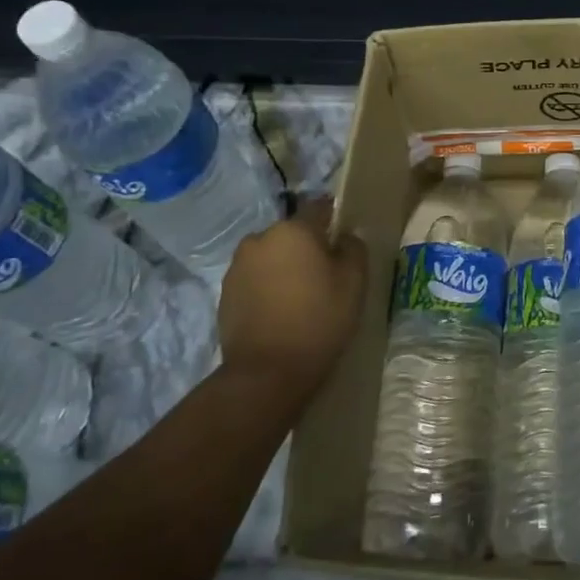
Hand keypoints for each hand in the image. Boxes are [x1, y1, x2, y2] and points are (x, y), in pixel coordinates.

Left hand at [216, 198, 366, 400]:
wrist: (267, 372)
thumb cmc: (319, 320)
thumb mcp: (354, 282)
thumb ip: (354, 249)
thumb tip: (344, 237)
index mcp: (293, 230)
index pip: (319, 207)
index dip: (335, 219)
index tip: (345, 239)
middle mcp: (260, 238)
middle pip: (292, 233)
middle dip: (308, 246)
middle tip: (326, 274)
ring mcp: (238, 266)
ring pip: (272, 255)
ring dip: (285, 266)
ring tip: (301, 296)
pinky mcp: (225, 292)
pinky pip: (255, 278)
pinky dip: (268, 286)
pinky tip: (281, 311)